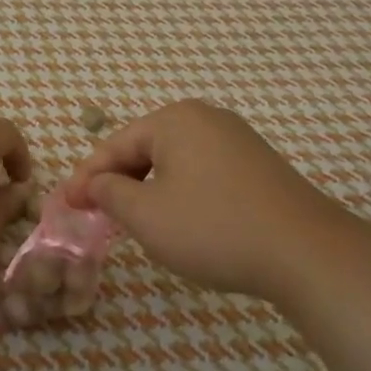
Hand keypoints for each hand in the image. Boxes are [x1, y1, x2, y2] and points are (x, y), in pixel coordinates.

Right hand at [66, 100, 348, 301]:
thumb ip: (110, 193)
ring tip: (131, 220)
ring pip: (174, 162)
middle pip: (145, 148)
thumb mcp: (146, 214)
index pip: (115, 145)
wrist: (305, 251)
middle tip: (95, 214)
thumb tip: (96, 184)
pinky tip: (178, 220)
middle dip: (117, 182)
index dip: (86, 177)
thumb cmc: (213, 227)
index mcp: (175, 120)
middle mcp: (206, 118)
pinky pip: (202, 172)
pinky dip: (179, 192)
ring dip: (147, 189)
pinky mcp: (257, 165)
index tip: (65, 206)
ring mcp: (237, 140)